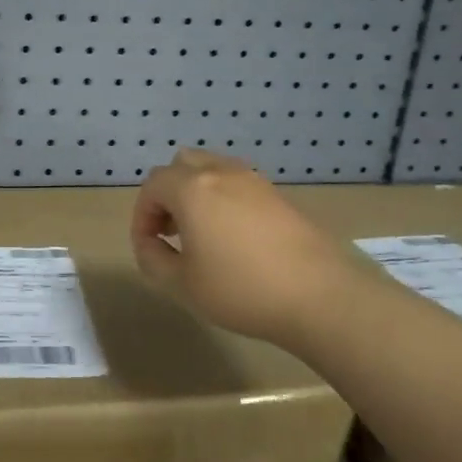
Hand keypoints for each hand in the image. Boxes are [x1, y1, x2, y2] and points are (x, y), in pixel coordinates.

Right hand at [130, 147, 379, 350]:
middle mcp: (221, 173)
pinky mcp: (279, 196)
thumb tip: (149, 243)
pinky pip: (238, 184)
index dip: (142, 215)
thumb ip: (152, 259)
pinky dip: (224, 199)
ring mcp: (254, 181)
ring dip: (196, 193)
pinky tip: (233, 237)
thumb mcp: (182, 284)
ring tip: (201, 232)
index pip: (152, 186)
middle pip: (181, 165)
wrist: (320, 296)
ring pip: (212, 170)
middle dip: (167, 194)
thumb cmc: (241, 289)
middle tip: (170, 230)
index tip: (148, 246)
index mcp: (191, 188)